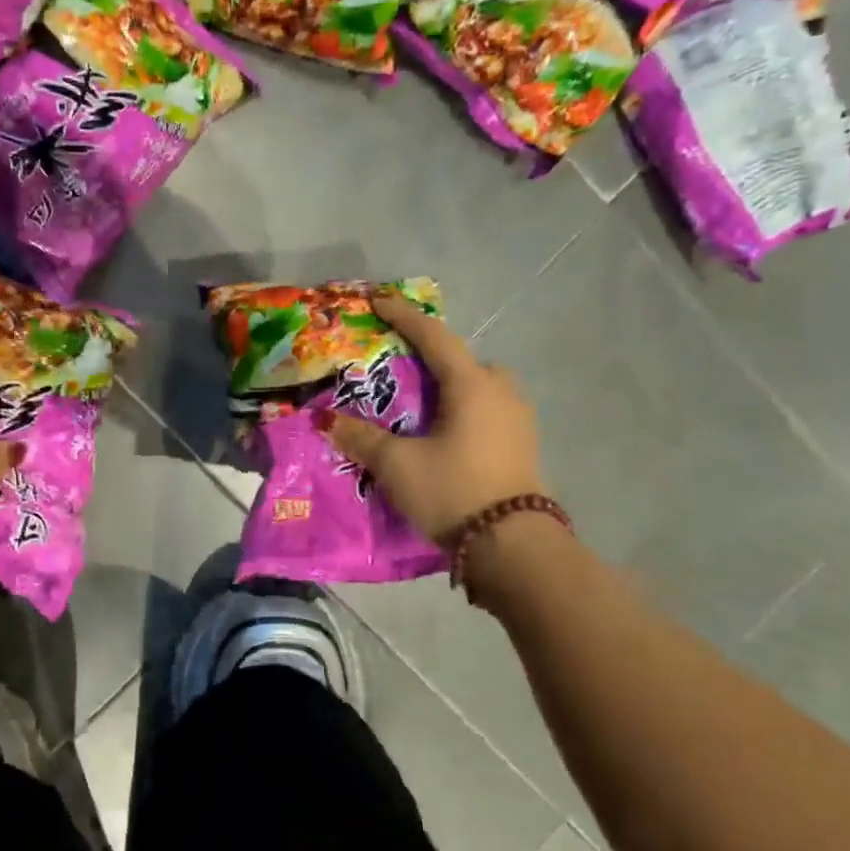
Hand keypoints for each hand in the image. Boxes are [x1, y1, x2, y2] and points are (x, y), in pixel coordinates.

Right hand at [320, 294, 544, 544]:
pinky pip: (487, 410)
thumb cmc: (453, 490)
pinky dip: (463, 410)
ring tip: (420, 407)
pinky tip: (444, 434)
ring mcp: (517, 420)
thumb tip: (327, 420)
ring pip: (479, 387)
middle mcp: (500, 392)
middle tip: (401, 368)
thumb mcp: (397, 464)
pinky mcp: (522, 446)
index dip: (404, 317)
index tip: (379, 301)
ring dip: (451, 387)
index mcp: (471, 385)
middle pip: (463, 361)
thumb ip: (361, 437)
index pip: (434, 337)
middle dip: (433, 357)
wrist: (513, 548)